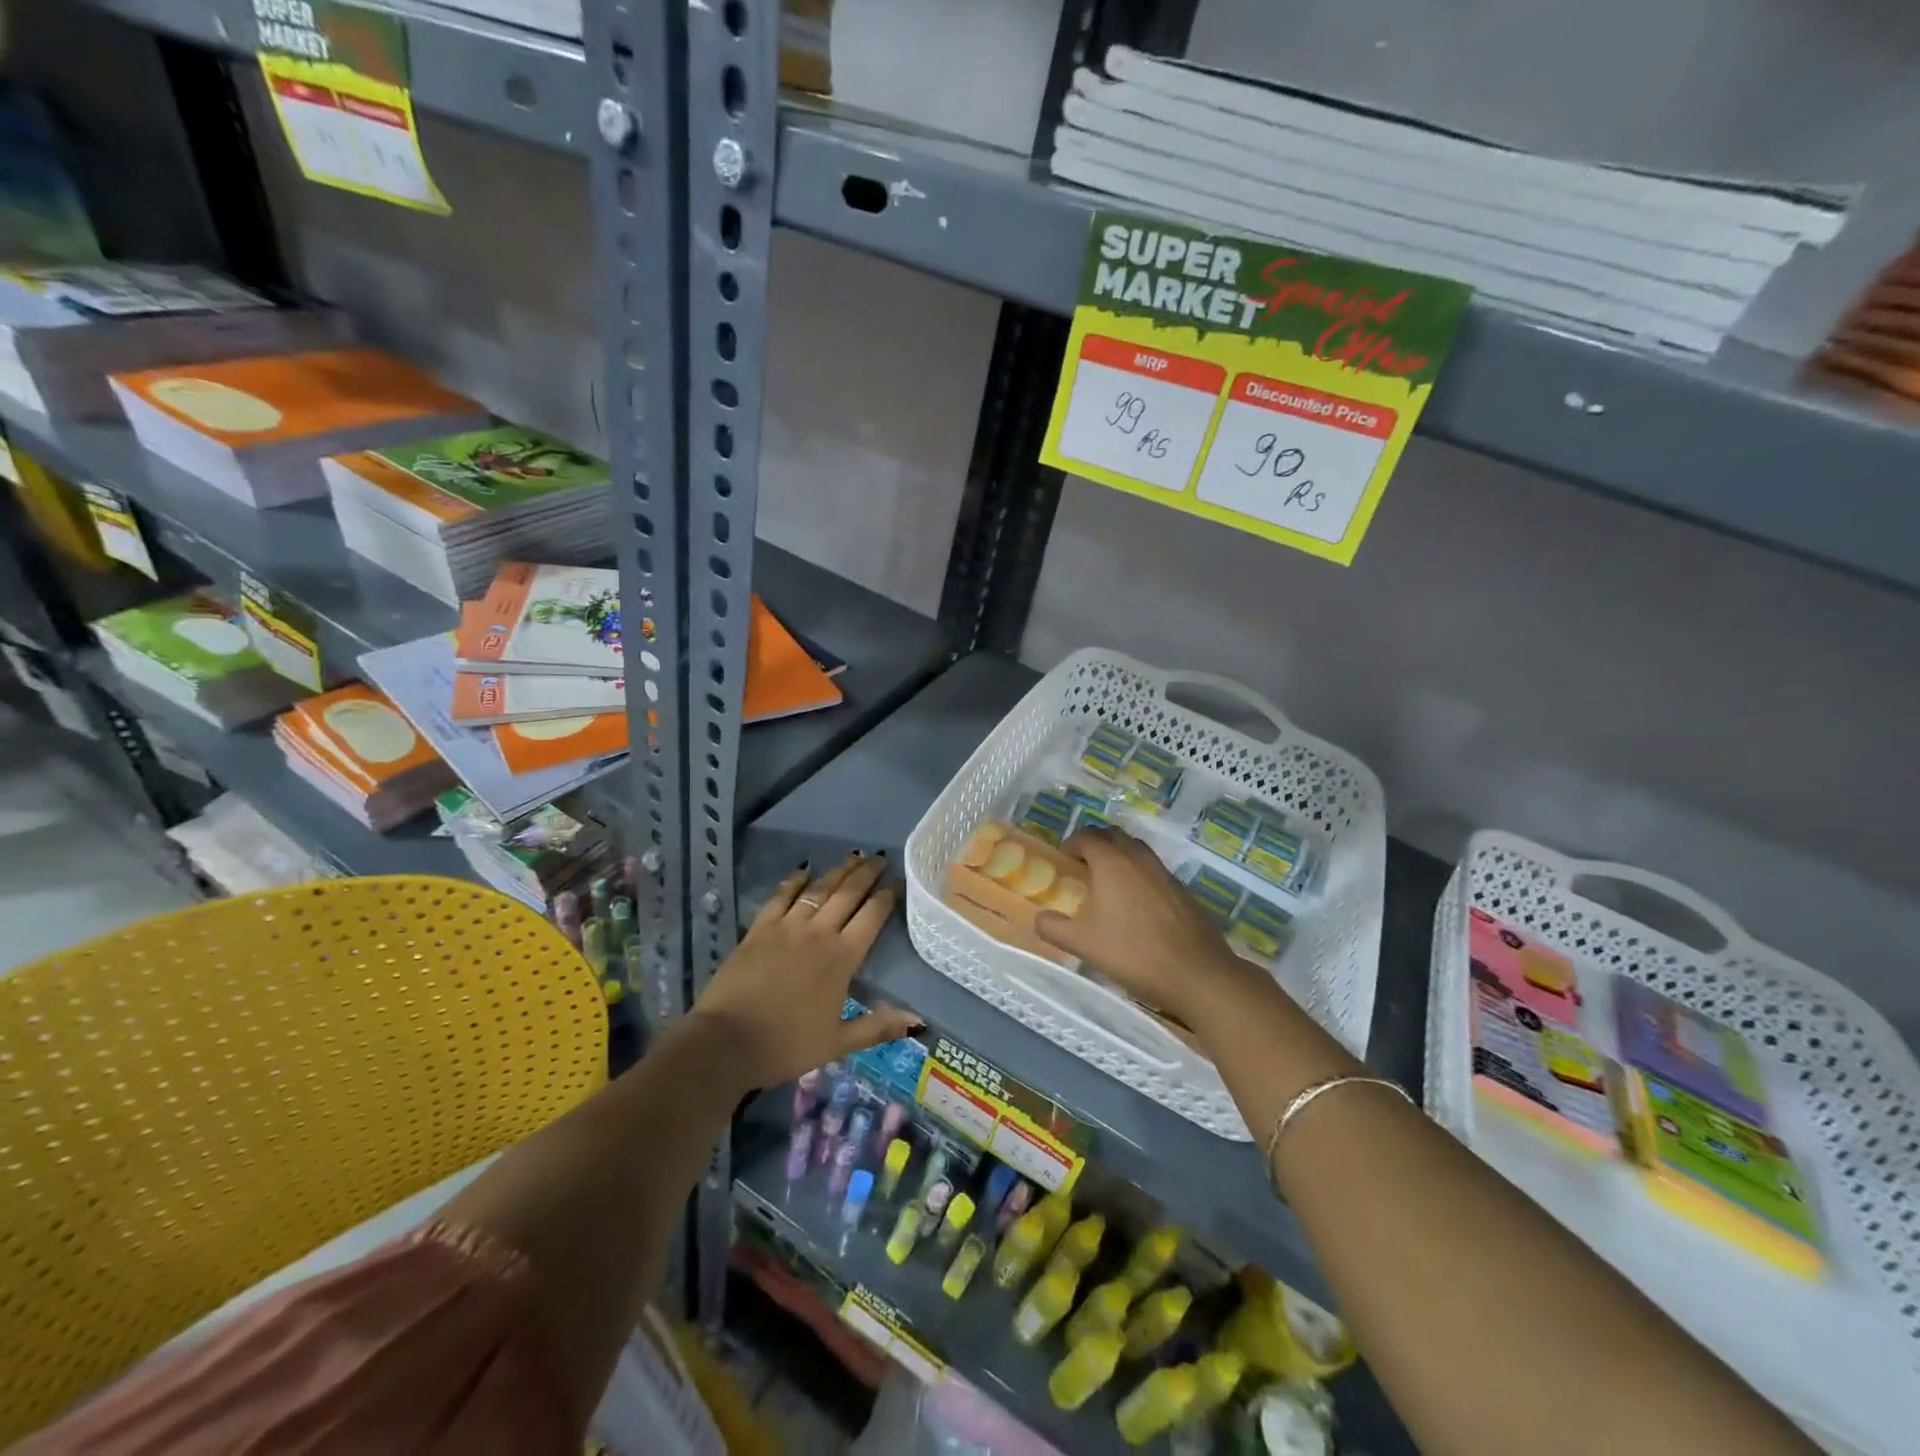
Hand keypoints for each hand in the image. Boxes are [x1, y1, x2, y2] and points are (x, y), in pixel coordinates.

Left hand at [691, 852, 922, 1089]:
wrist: (726, 1042)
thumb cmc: (786, 1045)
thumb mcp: (838, 1043)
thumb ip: (877, 1027)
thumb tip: (917, 1019)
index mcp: (842, 958)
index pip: (872, 917)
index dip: (887, 896)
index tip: (899, 880)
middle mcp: (819, 933)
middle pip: (848, 894)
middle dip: (866, 874)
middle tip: (879, 858)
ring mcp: (787, 927)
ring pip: (818, 890)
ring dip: (838, 871)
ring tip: (853, 856)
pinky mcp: (759, 928)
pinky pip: (781, 896)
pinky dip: (794, 880)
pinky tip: (804, 869)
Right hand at [1035, 826, 1268, 1029]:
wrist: (1197, 973)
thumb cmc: (1133, 953)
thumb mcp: (1083, 944)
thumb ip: (1054, 928)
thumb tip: (1039, 918)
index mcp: (1112, 862)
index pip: (1087, 836)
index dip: (1071, 844)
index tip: (1063, 863)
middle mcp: (1139, 857)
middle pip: (1113, 835)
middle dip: (1095, 844)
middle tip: (1082, 868)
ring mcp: (1164, 872)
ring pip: (1136, 850)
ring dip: (1118, 857)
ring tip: (1107, 885)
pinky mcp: (1182, 889)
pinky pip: (1153, 870)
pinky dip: (1139, 875)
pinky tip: (1136, 907)